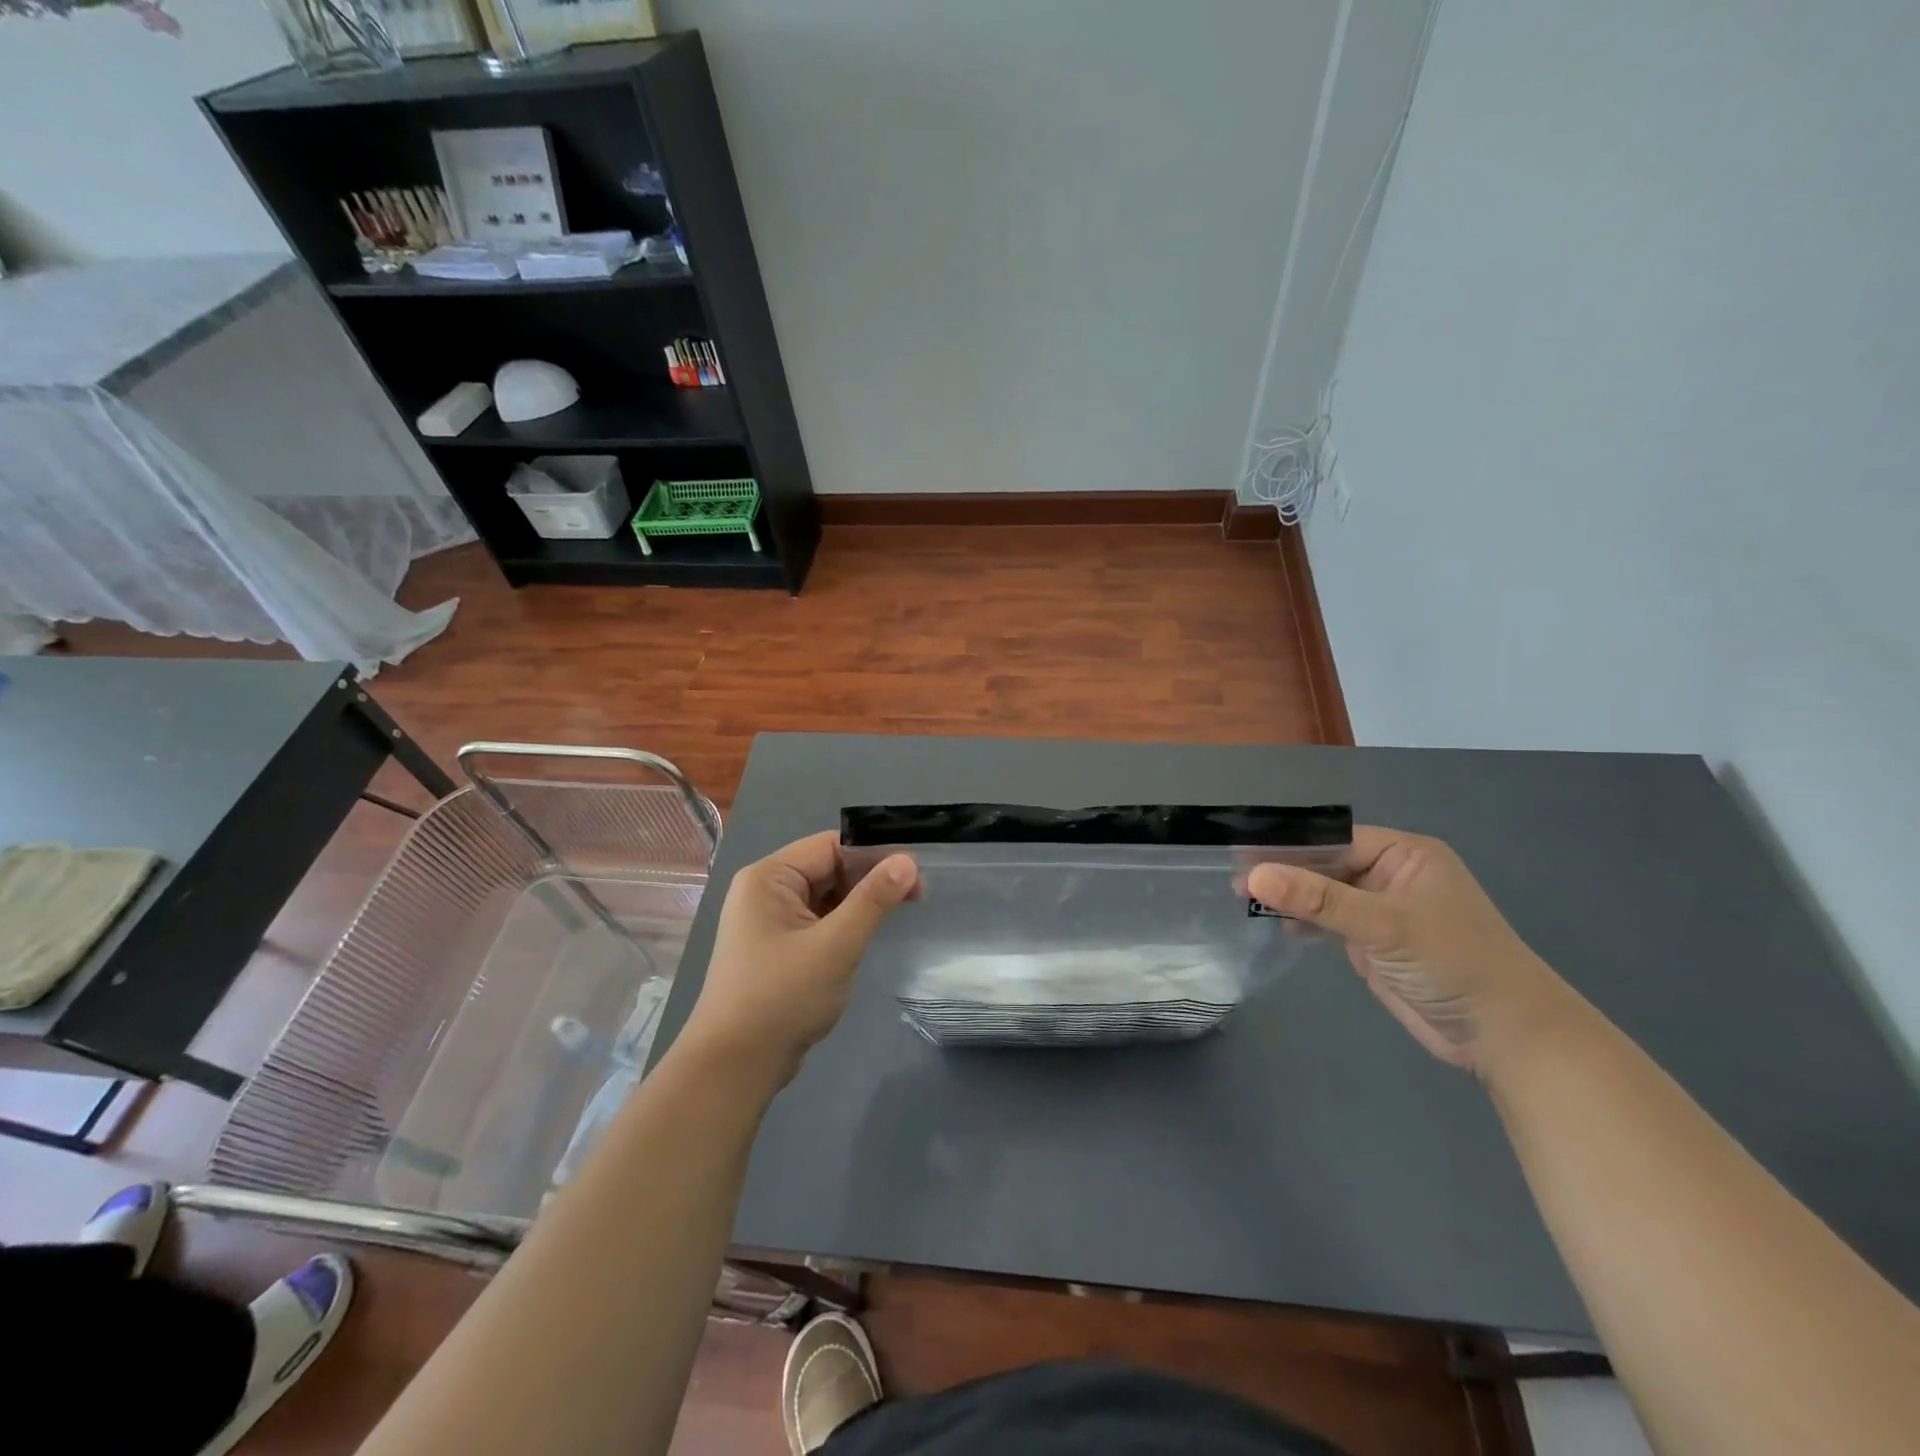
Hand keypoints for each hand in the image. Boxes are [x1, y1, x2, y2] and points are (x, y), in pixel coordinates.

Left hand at [678, 831, 918, 1085]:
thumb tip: (908, 861)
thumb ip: (873, 899)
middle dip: (869, 878)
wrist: (734, 1066)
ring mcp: (768, 920)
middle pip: (828, 867)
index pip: (830, 845)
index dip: (874, 853)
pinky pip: (817, 920)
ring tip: (900, 912)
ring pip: (825, 895)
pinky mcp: (775, 947)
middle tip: (917, 894)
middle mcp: (764, 890)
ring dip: (858, 902)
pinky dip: (842, 923)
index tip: (915, 872)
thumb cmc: (783, 997)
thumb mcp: (836, 945)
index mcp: (769, 877)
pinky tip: (868, 934)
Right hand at [1247, 827, 1570, 1073]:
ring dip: (1290, 898)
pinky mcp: (1373, 942)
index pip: (1334, 838)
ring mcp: (1381, 910)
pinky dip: (1303, 921)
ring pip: (1323, 893)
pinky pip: (1329, 920)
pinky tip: (1275, 924)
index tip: (1243, 856)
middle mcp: (1391, 875)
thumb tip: (1255, 876)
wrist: (1505, 1036)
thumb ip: (1318, 899)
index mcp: (1404, 854)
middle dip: (1284, 873)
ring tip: (1244, 902)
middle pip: (1325, 864)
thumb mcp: (1384, 924)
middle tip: (1236, 882)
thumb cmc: (1454, 963)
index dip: (1290, 847)